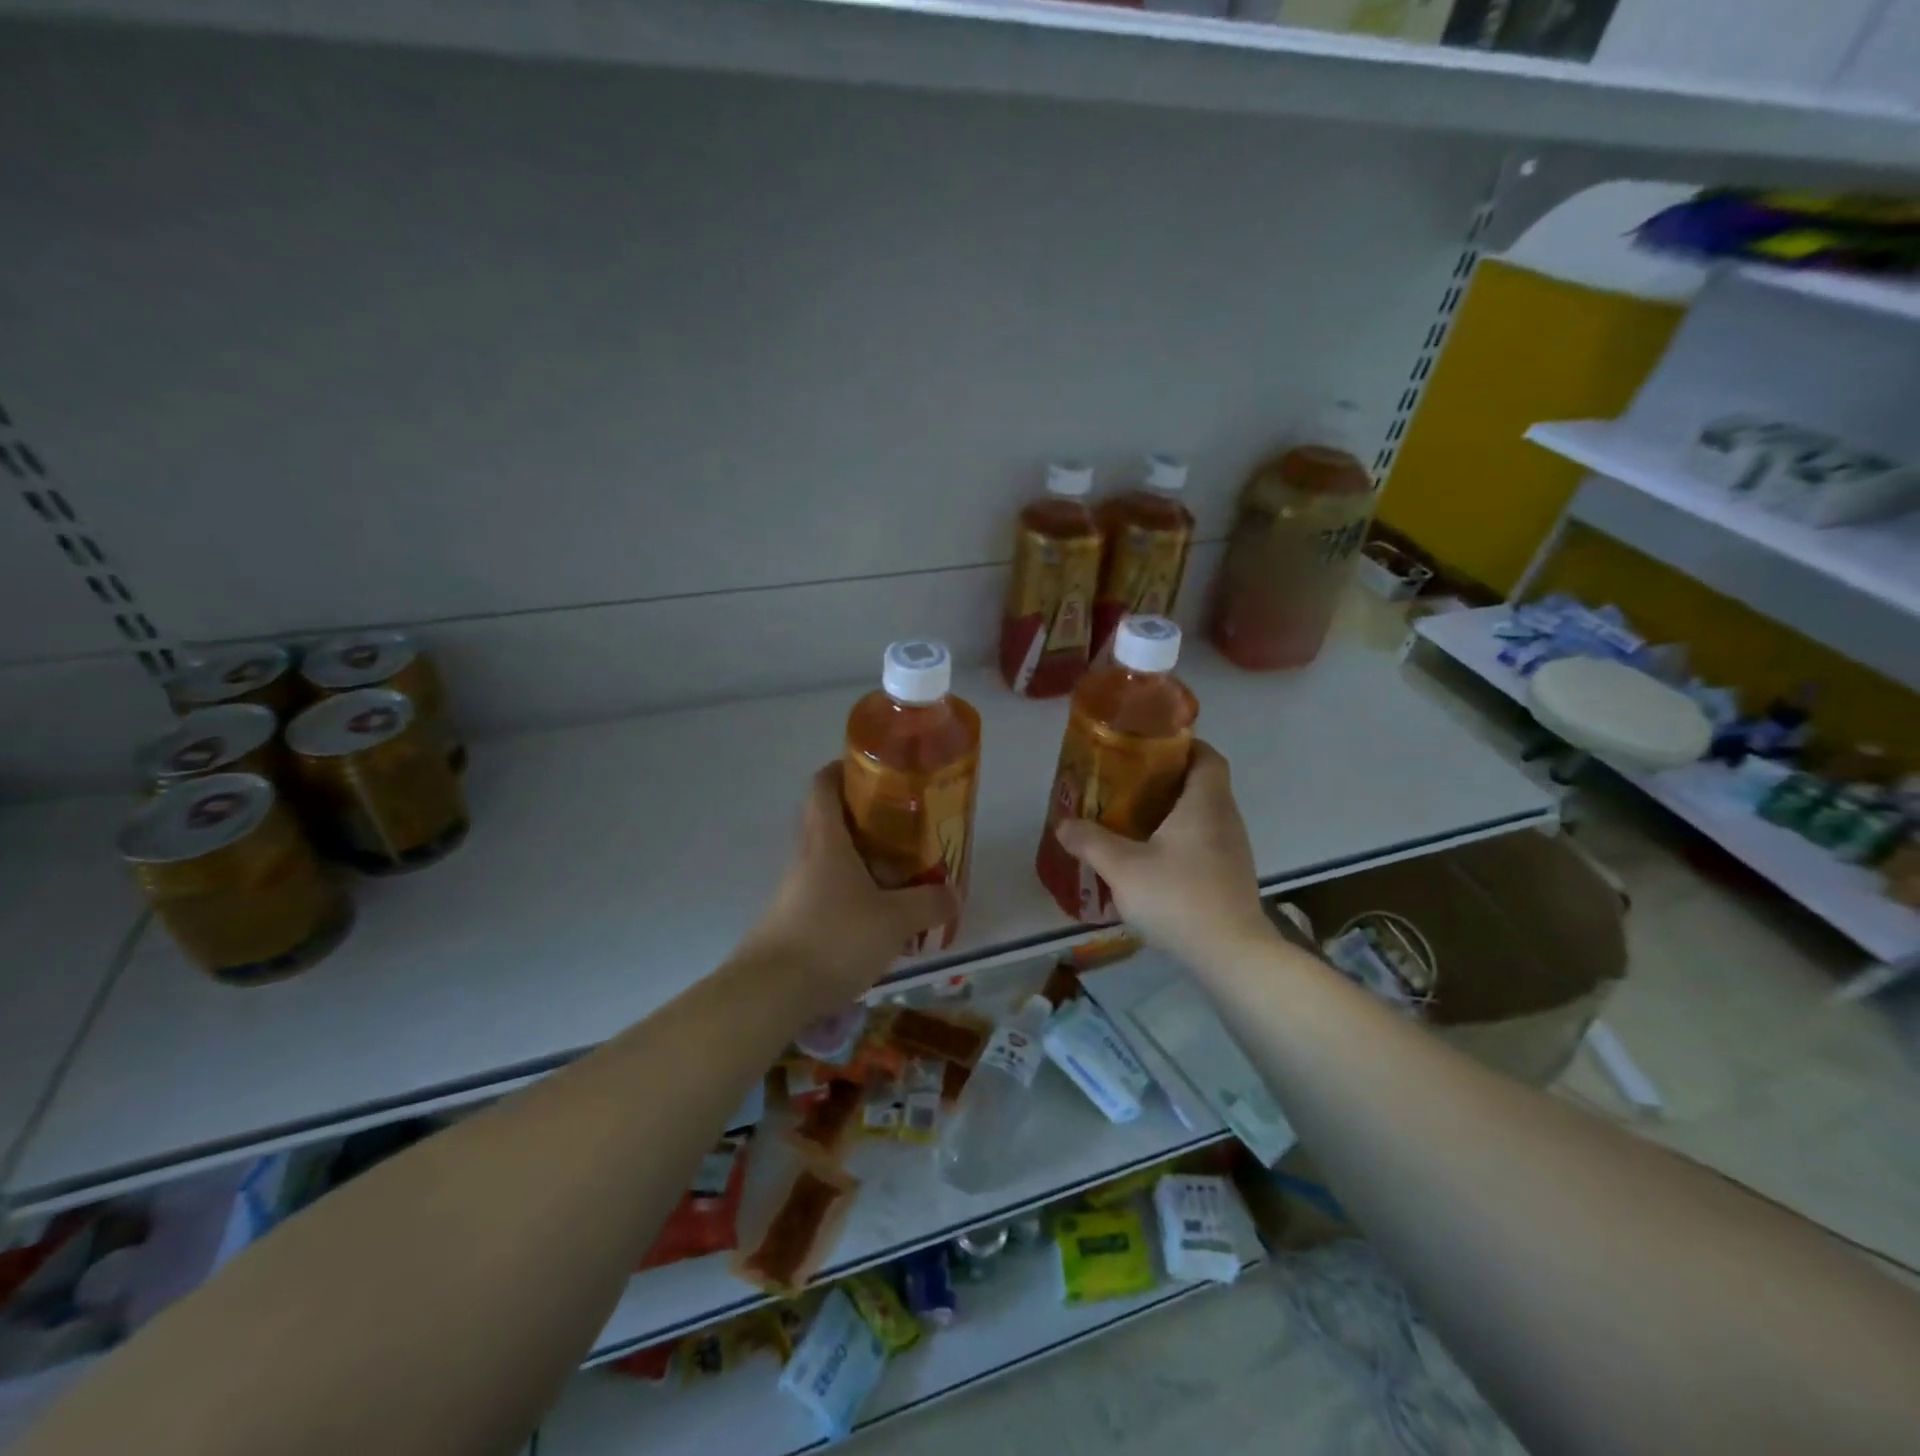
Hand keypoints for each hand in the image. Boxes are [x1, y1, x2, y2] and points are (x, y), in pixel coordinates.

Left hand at [744, 763, 959, 1010]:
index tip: (876, 772)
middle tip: (903, 825)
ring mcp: (795, 889)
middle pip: (829, 818)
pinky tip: (877, 917)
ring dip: (861, 859)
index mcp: (826, 839)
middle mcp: (806, 856)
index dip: (845, 769)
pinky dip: (852, 892)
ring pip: (829, 858)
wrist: (770, 994)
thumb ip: (928, 904)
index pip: (824, 784)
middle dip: (865, 817)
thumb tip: (954, 893)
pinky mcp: (793, 919)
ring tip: (900, 872)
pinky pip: (826, 891)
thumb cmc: (834, 939)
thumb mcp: (894, 921)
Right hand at [1053, 741, 1275, 969]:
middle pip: (1202, 782)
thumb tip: (1062, 824)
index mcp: (1205, 802)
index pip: (1206, 755)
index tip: (1149, 748)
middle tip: (1127, 783)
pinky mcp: (1232, 875)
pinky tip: (1154, 859)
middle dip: (1167, 778)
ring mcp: (1233, 848)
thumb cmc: (1178, 897)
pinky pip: (1206, 841)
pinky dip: (1182, 839)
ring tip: (1134, 819)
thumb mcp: (1123, 867)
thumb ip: (1090, 842)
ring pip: (1204, 814)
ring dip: (1174, 811)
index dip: (1182, 744)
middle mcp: (1226, 817)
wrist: (1231, 954)